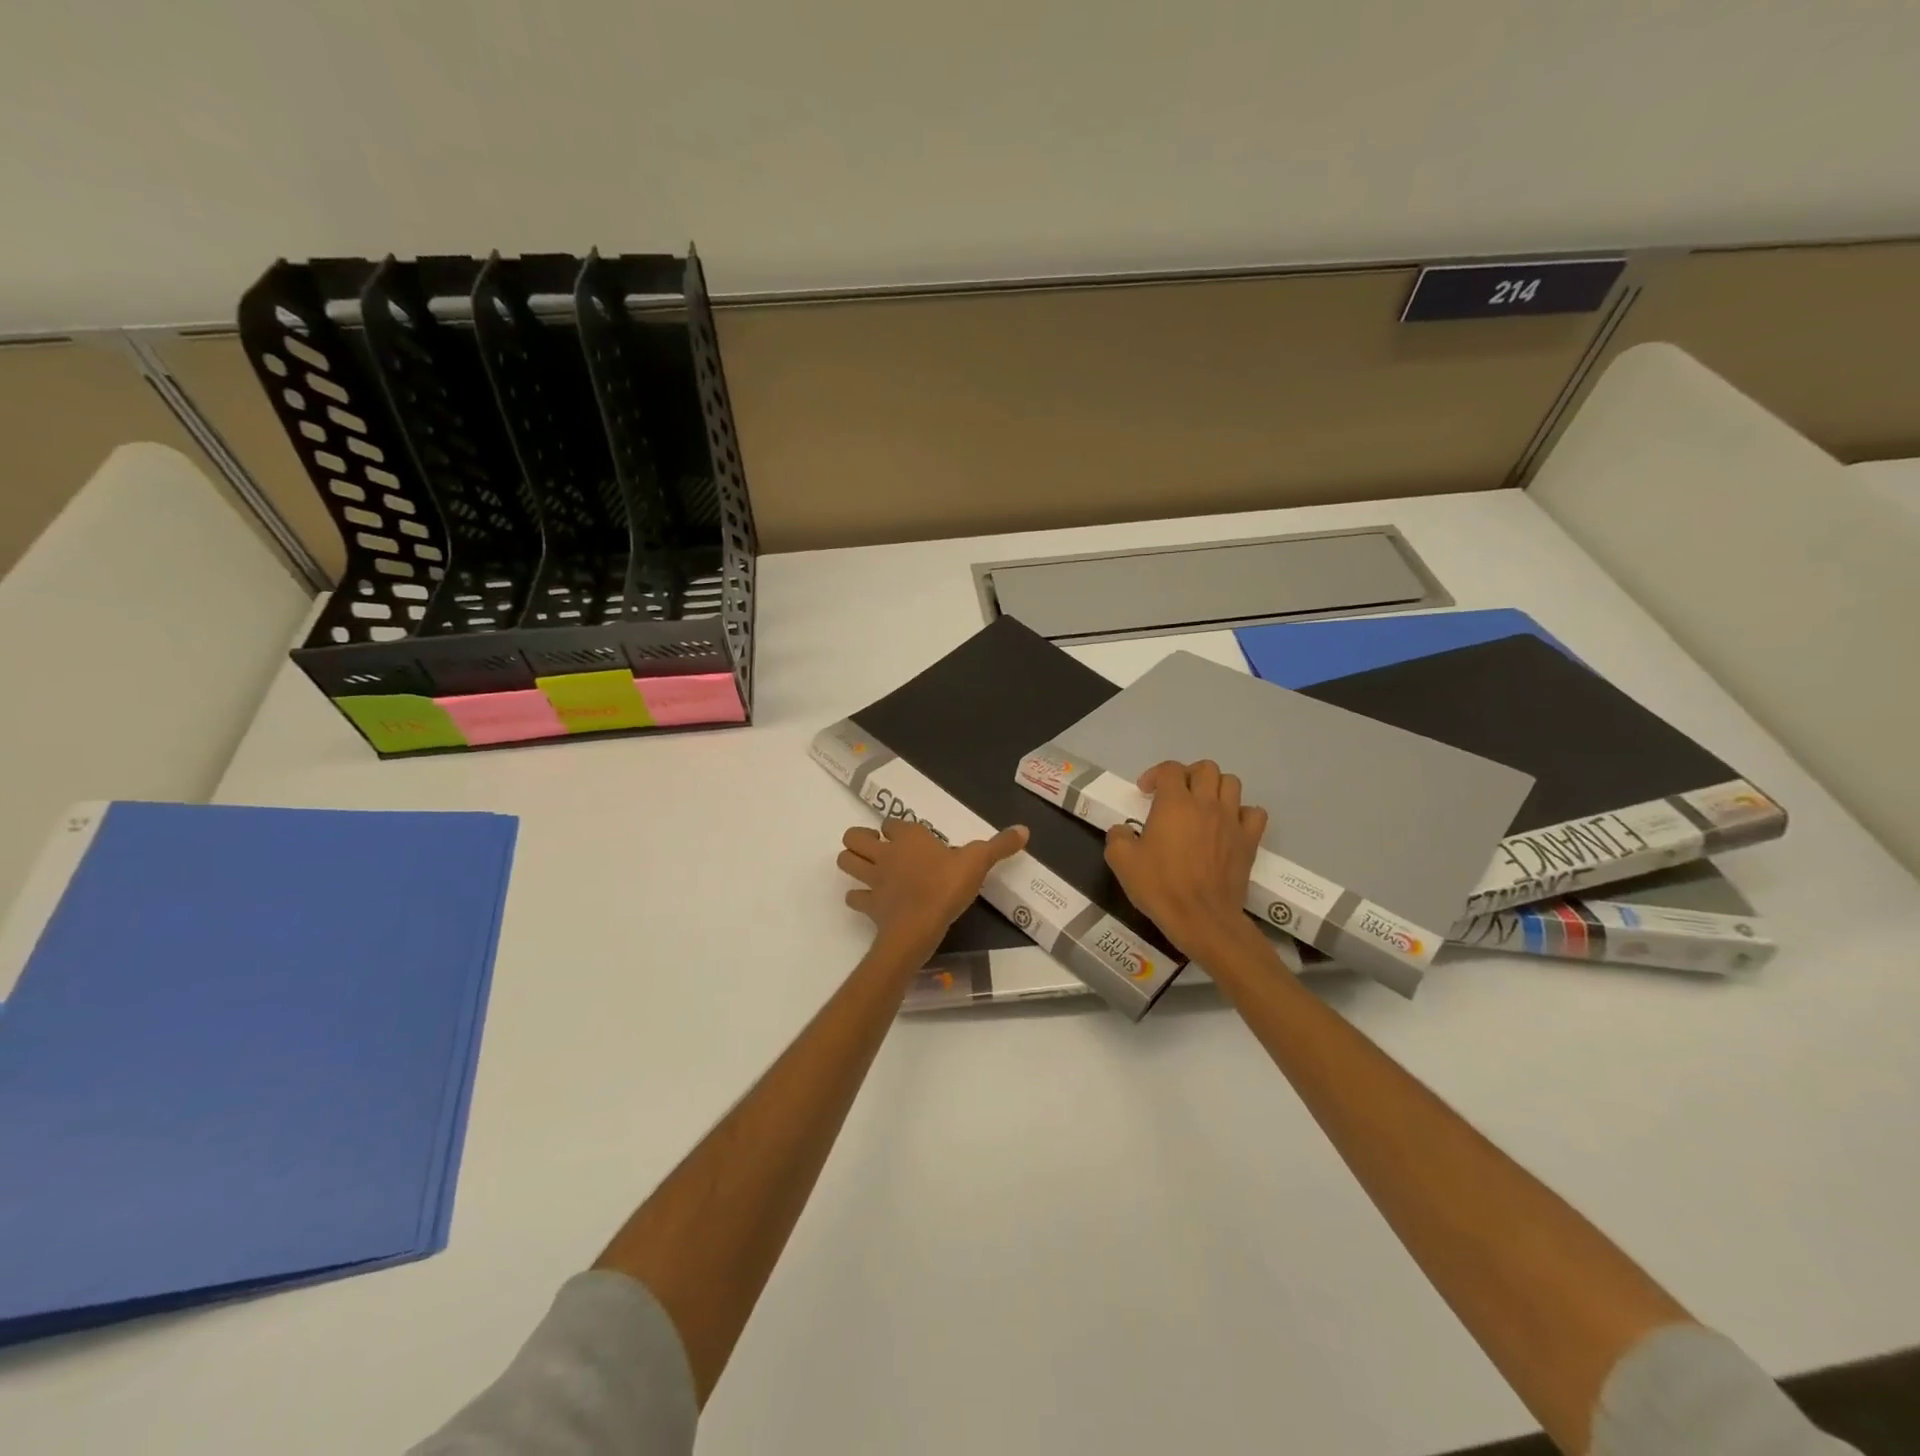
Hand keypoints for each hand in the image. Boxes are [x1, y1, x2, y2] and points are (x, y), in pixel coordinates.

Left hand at [837, 818, 1029, 961]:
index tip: (908, 837)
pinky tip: (872, 902)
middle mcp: (885, 853)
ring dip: (852, 863)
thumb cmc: (947, 886)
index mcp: (909, 837)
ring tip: (868, 870)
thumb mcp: (979, 862)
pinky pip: (854, 898)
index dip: (895, 828)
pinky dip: (858, 898)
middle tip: (878, 850)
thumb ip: (999, 846)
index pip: (891, 823)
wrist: (919, 926)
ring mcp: (872, 879)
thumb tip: (1024, 829)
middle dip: (860, 840)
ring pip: (846, 862)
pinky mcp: (868, 905)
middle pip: (854, 837)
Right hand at [1103, 760, 1267, 959]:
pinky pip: (1254, 813)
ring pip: (1232, 783)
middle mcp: (1206, 804)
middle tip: (1176, 794)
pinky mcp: (1249, 841)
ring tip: (1203, 805)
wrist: (1201, 918)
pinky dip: (1242, 813)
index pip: (1170, 769)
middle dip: (1188, 775)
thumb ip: (1117, 837)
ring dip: (1216, 788)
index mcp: (1174, 803)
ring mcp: (1231, 821)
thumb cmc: (1160, 886)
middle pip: (1205, 768)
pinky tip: (1229, 825)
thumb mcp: (1121, 861)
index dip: (1155, 775)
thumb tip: (1122, 830)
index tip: (1145, 793)